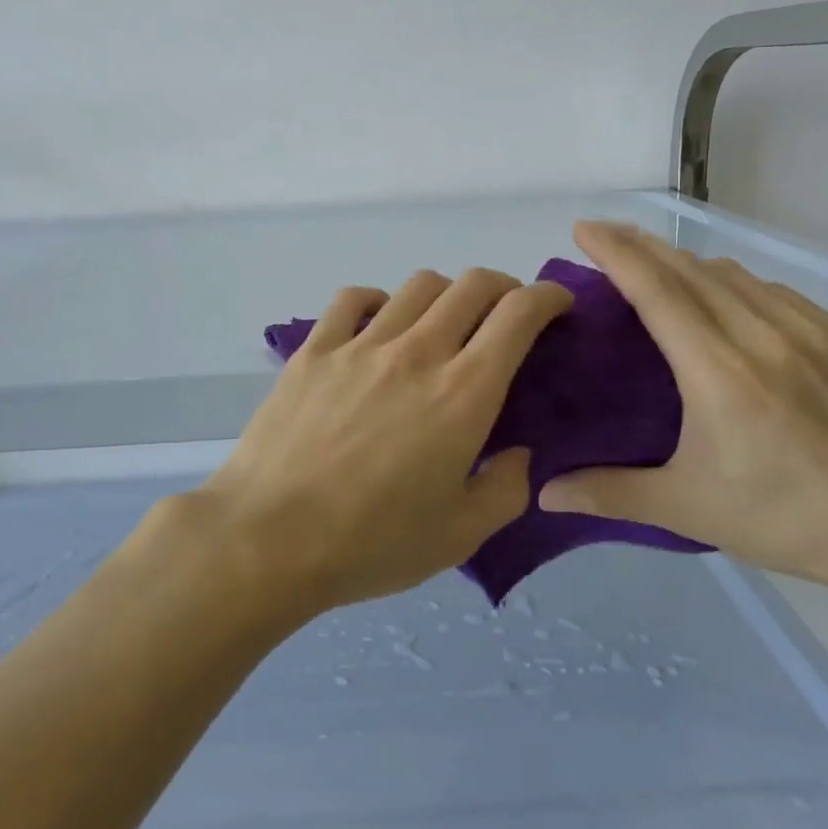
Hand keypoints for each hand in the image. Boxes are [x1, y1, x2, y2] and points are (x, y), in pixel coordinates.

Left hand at [196, 268, 573, 615]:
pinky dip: (378, 300)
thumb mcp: (460, 535)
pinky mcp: (315, 350)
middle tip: (506, 312)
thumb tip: (518, 453)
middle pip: (471, 285)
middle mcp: (417, 352)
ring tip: (444, 322)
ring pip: (417, 286)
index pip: (517, 315)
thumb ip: (506, 488)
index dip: (547, 297)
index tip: (557, 304)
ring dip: (445, 294)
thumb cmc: (371, 543)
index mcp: (463, 393)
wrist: (269, 538)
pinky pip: (353, 299)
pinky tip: (379, 324)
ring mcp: (361, 345)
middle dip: (502, 286)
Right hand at [538, 221, 827, 596]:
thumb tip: (544, 493)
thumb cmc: (787, 520)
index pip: (658, 291)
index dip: (616, 253)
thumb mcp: (689, 510)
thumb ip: (610, 493)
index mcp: (720, 374)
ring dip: (687, 263)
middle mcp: (764, 337)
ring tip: (658, 268)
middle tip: (604, 235)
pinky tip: (728, 301)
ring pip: (734, 275)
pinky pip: (775, 292)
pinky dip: (736, 284)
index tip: (583, 229)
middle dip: (641, 245)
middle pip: (690, 270)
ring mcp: (811, 331)